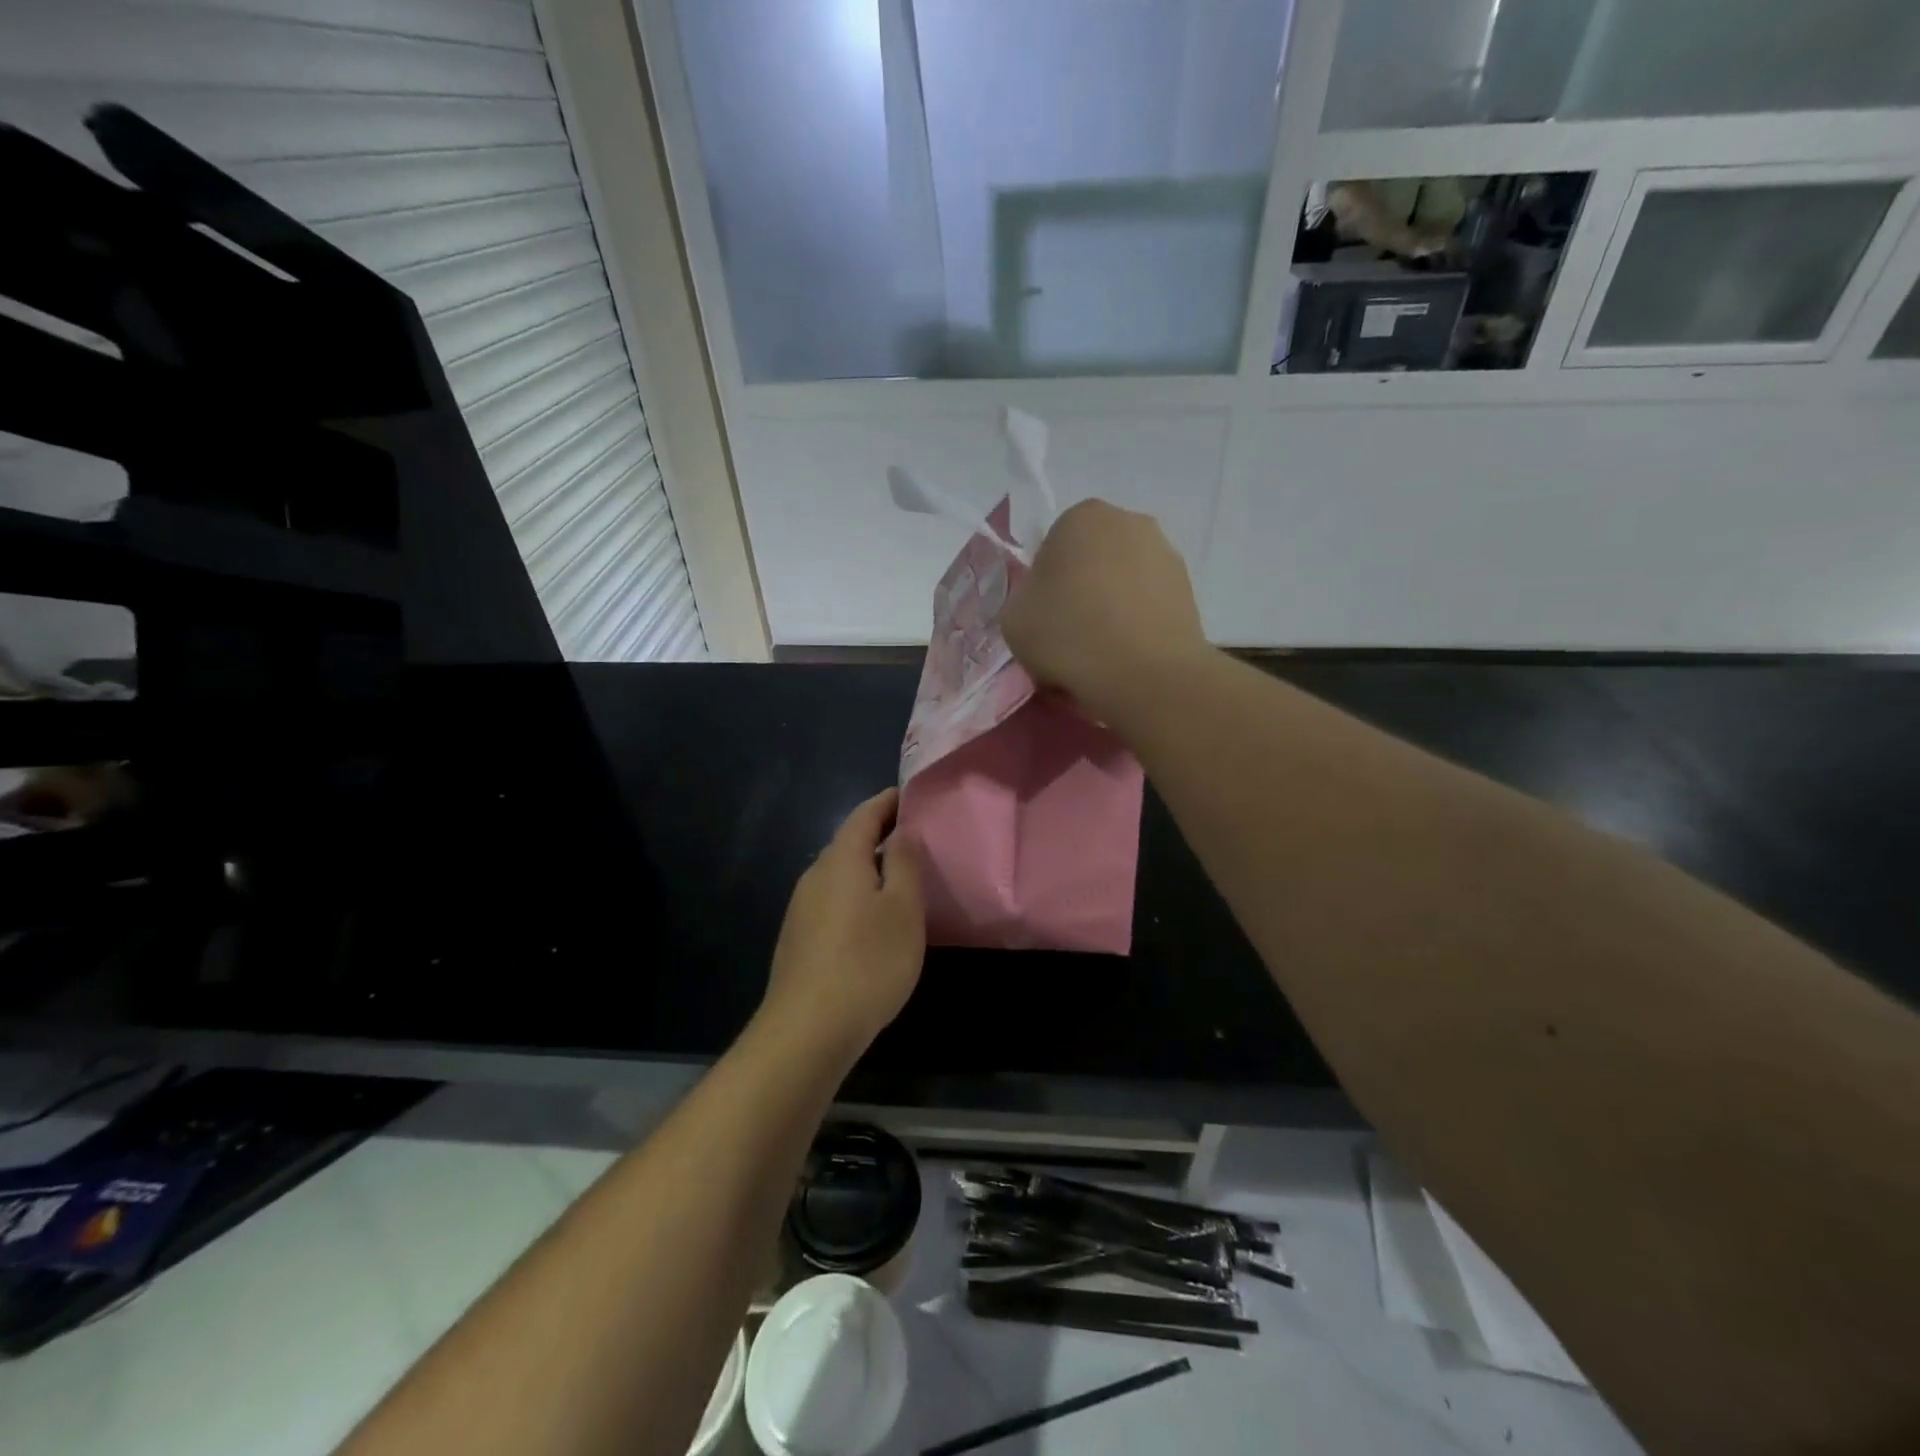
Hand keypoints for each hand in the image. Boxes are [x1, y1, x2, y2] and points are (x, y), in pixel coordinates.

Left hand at [760, 788, 924, 1059]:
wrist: (807, 1030)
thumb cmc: (868, 962)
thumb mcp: (903, 909)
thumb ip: (905, 862)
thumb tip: (903, 829)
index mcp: (841, 860)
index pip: (864, 814)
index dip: (889, 802)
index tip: (911, 795)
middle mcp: (815, 875)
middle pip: (849, 842)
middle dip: (879, 833)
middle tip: (915, 837)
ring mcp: (801, 908)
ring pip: (839, 874)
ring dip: (868, 867)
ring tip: (900, 877)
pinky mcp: (798, 938)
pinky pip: (832, 900)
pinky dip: (855, 894)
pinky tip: (872, 920)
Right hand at [1004, 499, 1205, 723]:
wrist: (1145, 674)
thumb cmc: (1069, 635)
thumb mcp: (1013, 619)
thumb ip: (1024, 600)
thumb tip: (1044, 604)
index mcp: (1082, 516)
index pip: (1052, 548)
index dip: (1044, 587)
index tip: (1044, 619)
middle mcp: (1130, 522)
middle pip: (1092, 560)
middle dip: (1082, 590)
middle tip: (1071, 635)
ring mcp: (1166, 553)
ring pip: (1123, 582)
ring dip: (1112, 607)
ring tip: (1102, 652)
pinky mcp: (1190, 590)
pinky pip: (1149, 604)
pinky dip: (1138, 624)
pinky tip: (1128, 657)